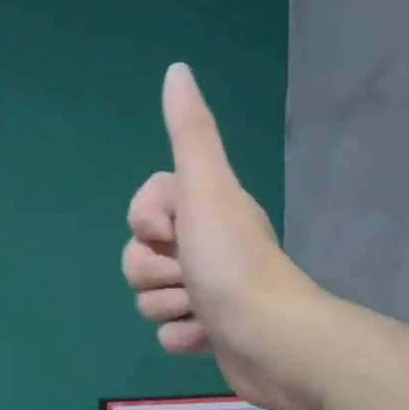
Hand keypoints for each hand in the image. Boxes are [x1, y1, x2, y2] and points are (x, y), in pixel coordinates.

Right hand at [122, 63, 324, 409]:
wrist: (270, 339)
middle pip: (138, 257)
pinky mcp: (207, 332)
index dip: (147, 223)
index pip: (141, 211)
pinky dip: (183, 337)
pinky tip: (208, 336)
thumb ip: (190, 132)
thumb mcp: (206, 188)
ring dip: (168, 307)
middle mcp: (205, 246)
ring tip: (203, 310)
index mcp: (204, 210)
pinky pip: (167, 333)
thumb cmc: (233, 262)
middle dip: (155, 273)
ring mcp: (206, 292)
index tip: (176, 232)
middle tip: (191, 276)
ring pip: (148, 298)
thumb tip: (177, 69)